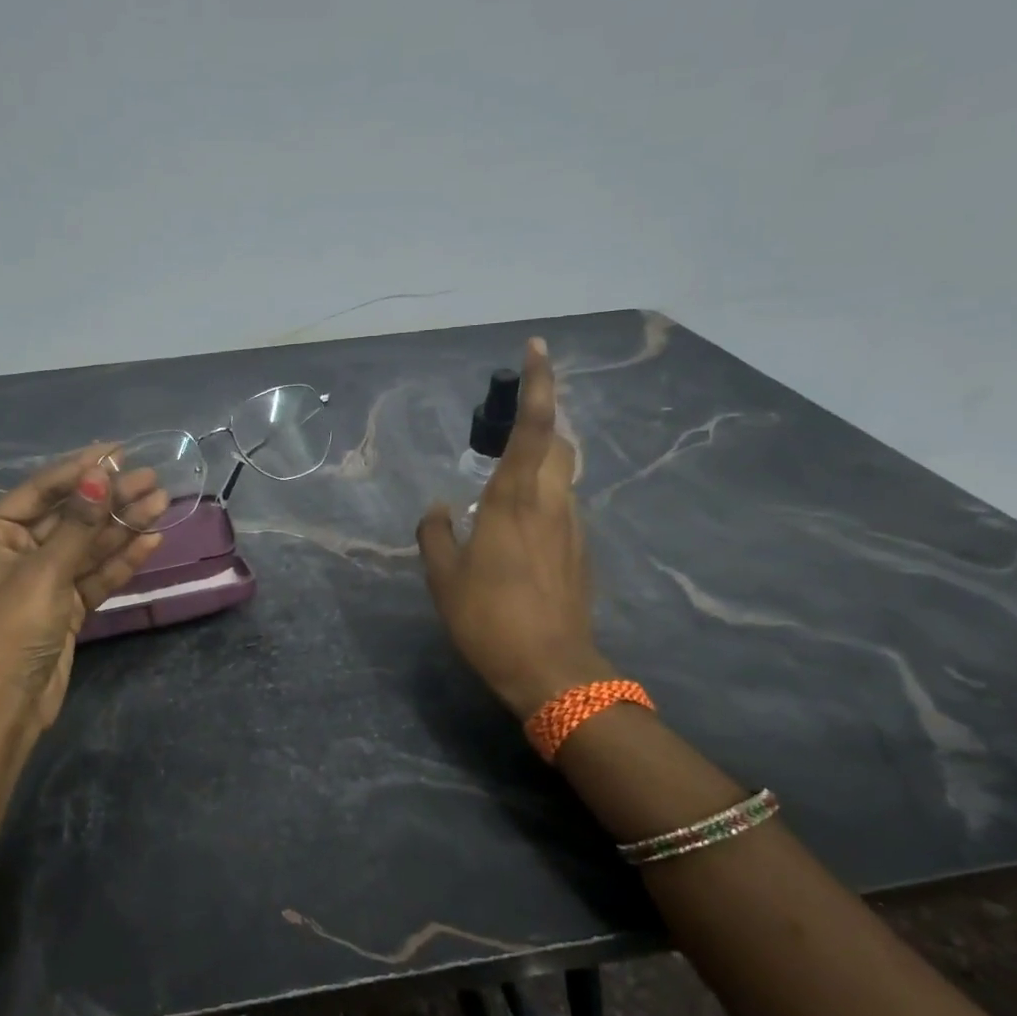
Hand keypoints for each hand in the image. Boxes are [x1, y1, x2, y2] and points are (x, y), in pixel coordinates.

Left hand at [0, 447, 167, 740]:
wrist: (8, 705)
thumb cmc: (13, 630)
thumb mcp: (45, 572)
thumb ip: (77, 525)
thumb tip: (100, 476)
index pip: (42, 490)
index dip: (81, 469)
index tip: (119, 451)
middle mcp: (17, 550)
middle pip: (71, 516)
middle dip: (110, 498)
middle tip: (152, 479)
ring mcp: (44, 578)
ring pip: (89, 544)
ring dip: (123, 525)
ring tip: (161, 502)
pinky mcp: (66, 605)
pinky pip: (96, 573)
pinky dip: (122, 559)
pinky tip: (151, 539)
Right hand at [416, 337, 615, 719]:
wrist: (551, 670)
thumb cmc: (489, 619)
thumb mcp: (443, 577)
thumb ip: (435, 534)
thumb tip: (438, 508)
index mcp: (515, 499)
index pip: (534, 425)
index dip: (539, 382)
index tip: (537, 346)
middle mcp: (552, 502)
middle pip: (558, 443)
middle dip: (540, 422)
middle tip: (507, 428)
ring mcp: (572, 527)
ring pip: (562, 476)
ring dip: (539, 464)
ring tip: (503, 486)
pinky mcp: (581, 552)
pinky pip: (561, 508)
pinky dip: (541, 500)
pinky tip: (516, 531)